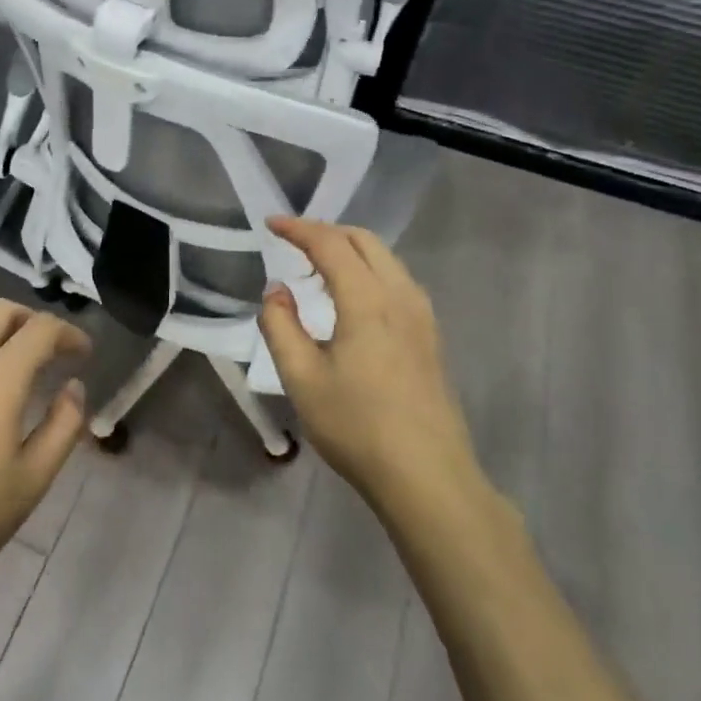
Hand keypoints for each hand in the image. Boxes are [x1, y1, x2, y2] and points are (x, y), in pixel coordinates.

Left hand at [0, 299, 89, 596]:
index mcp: (0, 380)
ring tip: (5, 354)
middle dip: (32, 320)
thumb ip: (63, 426)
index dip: (69, 334)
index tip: (84, 354)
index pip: (41, 330)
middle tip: (49, 349)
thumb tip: (74, 386)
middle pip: (0, 311)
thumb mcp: (34, 479)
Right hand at [258, 217, 492, 526]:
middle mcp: (401, 295)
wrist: (427, 476)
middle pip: (364, 240)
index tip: (270, 224)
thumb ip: (281, 326)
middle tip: (291, 242)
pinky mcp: (429, 336)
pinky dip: (367, 271)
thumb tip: (276, 291)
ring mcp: (422, 315)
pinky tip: (349, 299)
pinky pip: (396, 281)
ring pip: (385, 259)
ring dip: (348, 250)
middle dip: (326, 231)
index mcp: (368, 300)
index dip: (298, 228)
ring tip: (314, 269)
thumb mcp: (301, 378)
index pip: (330, 244)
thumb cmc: (357, 426)